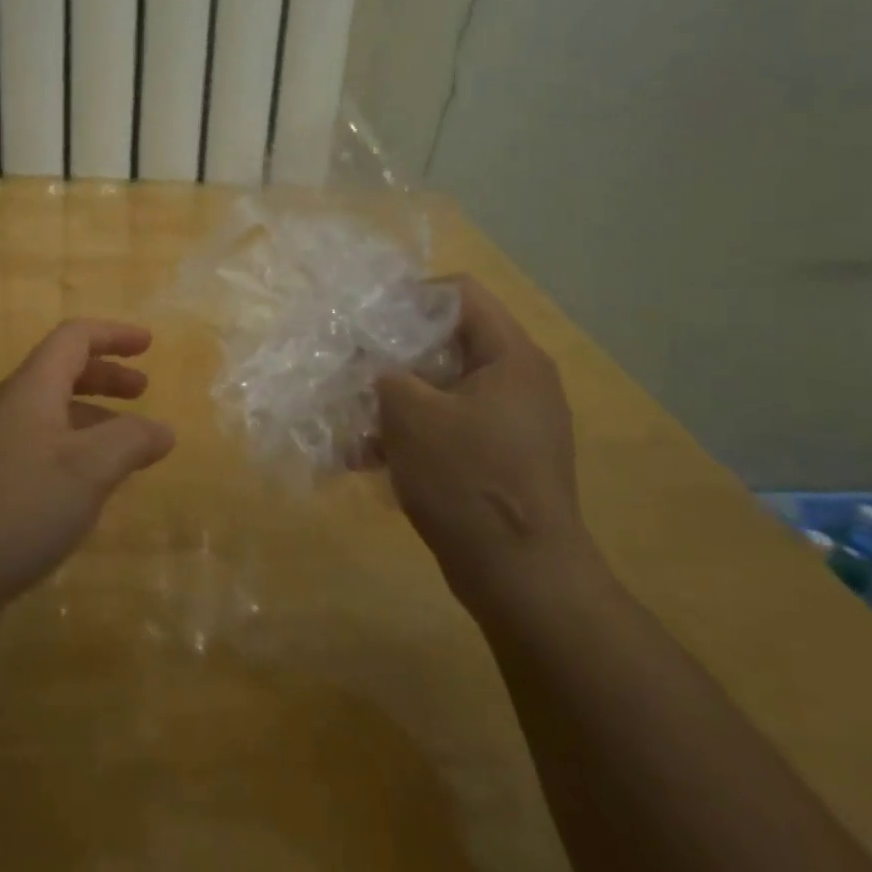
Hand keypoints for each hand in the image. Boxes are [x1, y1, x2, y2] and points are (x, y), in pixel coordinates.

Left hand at [0, 320, 175, 604]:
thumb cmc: (19, 508)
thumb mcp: (89, 469)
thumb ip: (132, 441)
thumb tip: (162, 429)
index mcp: (30, 389)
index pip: (73, 338)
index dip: (113, 335)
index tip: (149, 344)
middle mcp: (8, 408)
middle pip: (61, 371)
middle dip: (106, 376)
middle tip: (143, 390)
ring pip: (51, 412)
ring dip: (92, 415)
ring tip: (126, 444)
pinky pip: (39, 445)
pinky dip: (73, 447)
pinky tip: (87, 485)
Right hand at [376, 276, 586, 616]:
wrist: (522, 578)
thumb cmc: (467, 479)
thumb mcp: (411, 415)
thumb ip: (384, 372)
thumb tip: (368, 357)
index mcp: (510, 356)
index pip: (459, 293)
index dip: (408, 297)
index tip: (365, 320)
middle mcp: (518, 381)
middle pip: (448, 342)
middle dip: (393, 355)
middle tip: (351, 366)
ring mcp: (511, 424)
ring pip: (442, 389)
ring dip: (395, 401)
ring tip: (349, 422)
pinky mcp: (499, 460)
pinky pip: (449, 429)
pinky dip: (412, 435)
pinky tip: (366, 459)